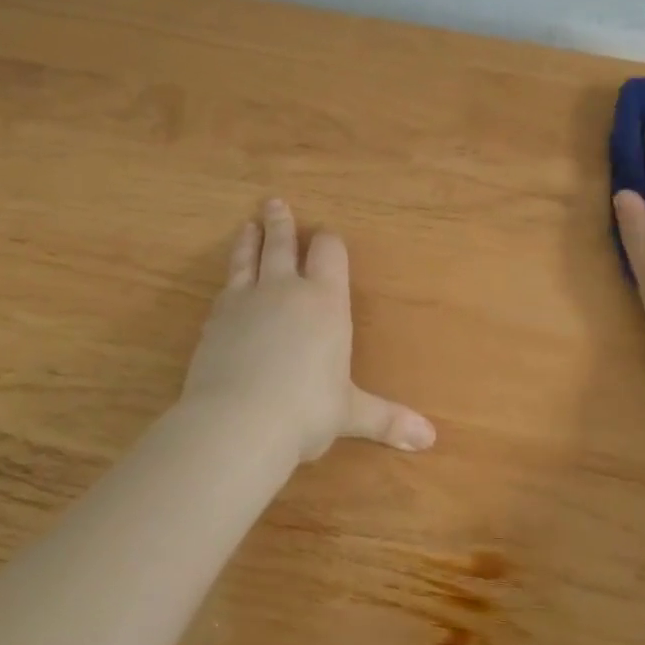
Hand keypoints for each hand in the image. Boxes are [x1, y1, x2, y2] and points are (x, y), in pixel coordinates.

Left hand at [181, 199, 435, 462]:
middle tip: (274, 204)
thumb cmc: (307, 411)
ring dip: (250, 241)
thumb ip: (387, 419)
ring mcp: (245, 302)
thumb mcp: (351, 414)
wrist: (238, 422)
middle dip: (281, 224)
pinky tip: (227, 286)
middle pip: (283, 244)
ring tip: (247, 226)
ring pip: (247, 259)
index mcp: (326, 302)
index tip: (327, 234)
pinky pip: (224, 290)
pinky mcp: (214, 321)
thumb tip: (429, 439)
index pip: (330, 253)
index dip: (330, 242)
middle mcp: (286, 290)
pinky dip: (229, 282)